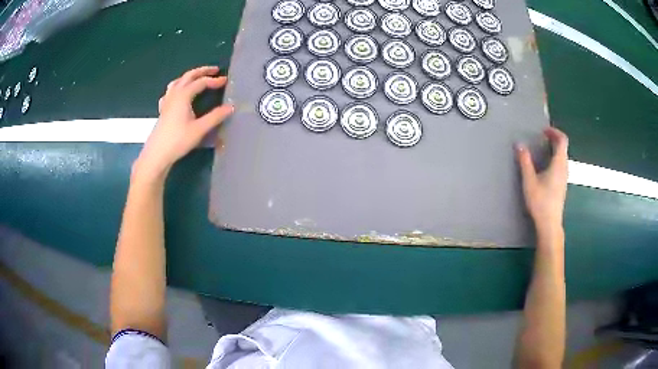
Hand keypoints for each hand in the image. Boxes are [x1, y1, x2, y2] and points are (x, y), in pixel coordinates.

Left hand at [134, 66, 233, 179]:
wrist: (157, 154)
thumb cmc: (178, 141)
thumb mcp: (199, 129)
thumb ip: (215, 117)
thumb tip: (231, 107)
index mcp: (183, 95)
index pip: (201, 82)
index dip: (214, 81)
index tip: (225, 81)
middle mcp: (174, 94)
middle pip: (188, 76)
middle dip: (202, 71)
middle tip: (214, 70)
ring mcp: (166, 101)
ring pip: (177, 82)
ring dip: (189, 77)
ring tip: (197, 78)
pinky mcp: (163, 110)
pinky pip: (170, 92)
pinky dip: (177, 87)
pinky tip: (178, 94)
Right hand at [517, 127, 568, 235]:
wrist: (549, 224)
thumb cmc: (541, 202)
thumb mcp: (529, 181)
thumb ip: (525, 162)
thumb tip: (519, 144)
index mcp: (559, 164)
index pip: (562, 140)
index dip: (554, 131)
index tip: (543, 131)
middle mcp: (564, 168)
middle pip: (563, 147)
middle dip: (553, 139)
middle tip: (541, 137)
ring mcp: (564, 177)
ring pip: (563, 156)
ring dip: (554, 148)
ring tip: (542, 149)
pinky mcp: (562, 184)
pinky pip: (561, 164)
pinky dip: (554, 158)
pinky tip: (545, 166)